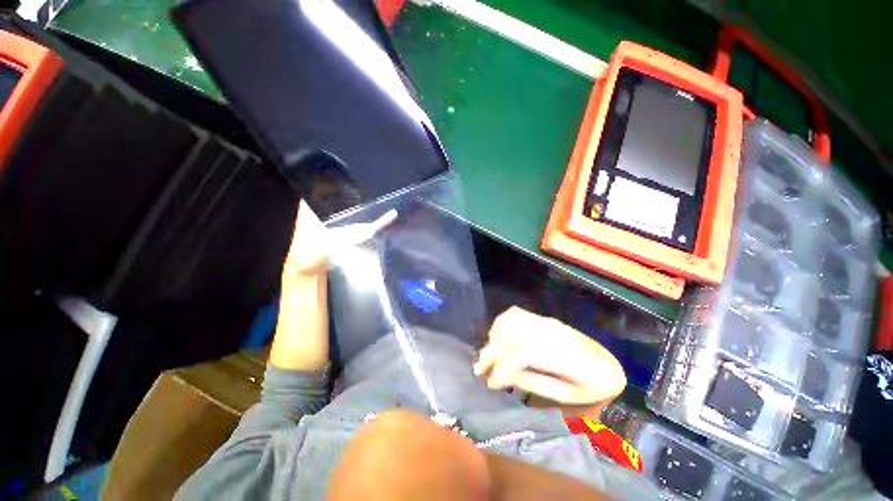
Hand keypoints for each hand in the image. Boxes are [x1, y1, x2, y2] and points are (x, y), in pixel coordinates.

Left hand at [271, 200, 396, 371]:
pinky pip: (355, 251)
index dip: (322, 193)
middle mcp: (316, 254)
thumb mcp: (301, 298)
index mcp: (302, 253)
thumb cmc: (302, 332)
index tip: (345, 175)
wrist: (309, 362)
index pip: (309, 214)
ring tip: (383, 204)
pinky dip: (368, 239)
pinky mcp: (344, 278)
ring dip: (361, 219)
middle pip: (330, 220)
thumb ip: (307, 267)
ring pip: (344, 234)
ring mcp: (332, 267)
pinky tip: (383, 235)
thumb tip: (323, 234)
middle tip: (374, 186)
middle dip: (349, 202)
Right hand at [473, 307, 625, 406]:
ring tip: (489, 355)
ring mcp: (546, 321)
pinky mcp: (542, 319)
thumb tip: (501, 377)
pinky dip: (501, 325)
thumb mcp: (567, 395)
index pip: (524, 352)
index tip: (490, 383)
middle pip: (513, 333)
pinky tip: (499, 338)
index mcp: (563, 354)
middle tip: (479, 370)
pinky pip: (515, 314)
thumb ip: (533, 383)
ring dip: (494, 336)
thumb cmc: (591, 386)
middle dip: (491, 351)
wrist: (608, 364)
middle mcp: (551, 331)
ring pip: (510, 319)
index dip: (503, 366)